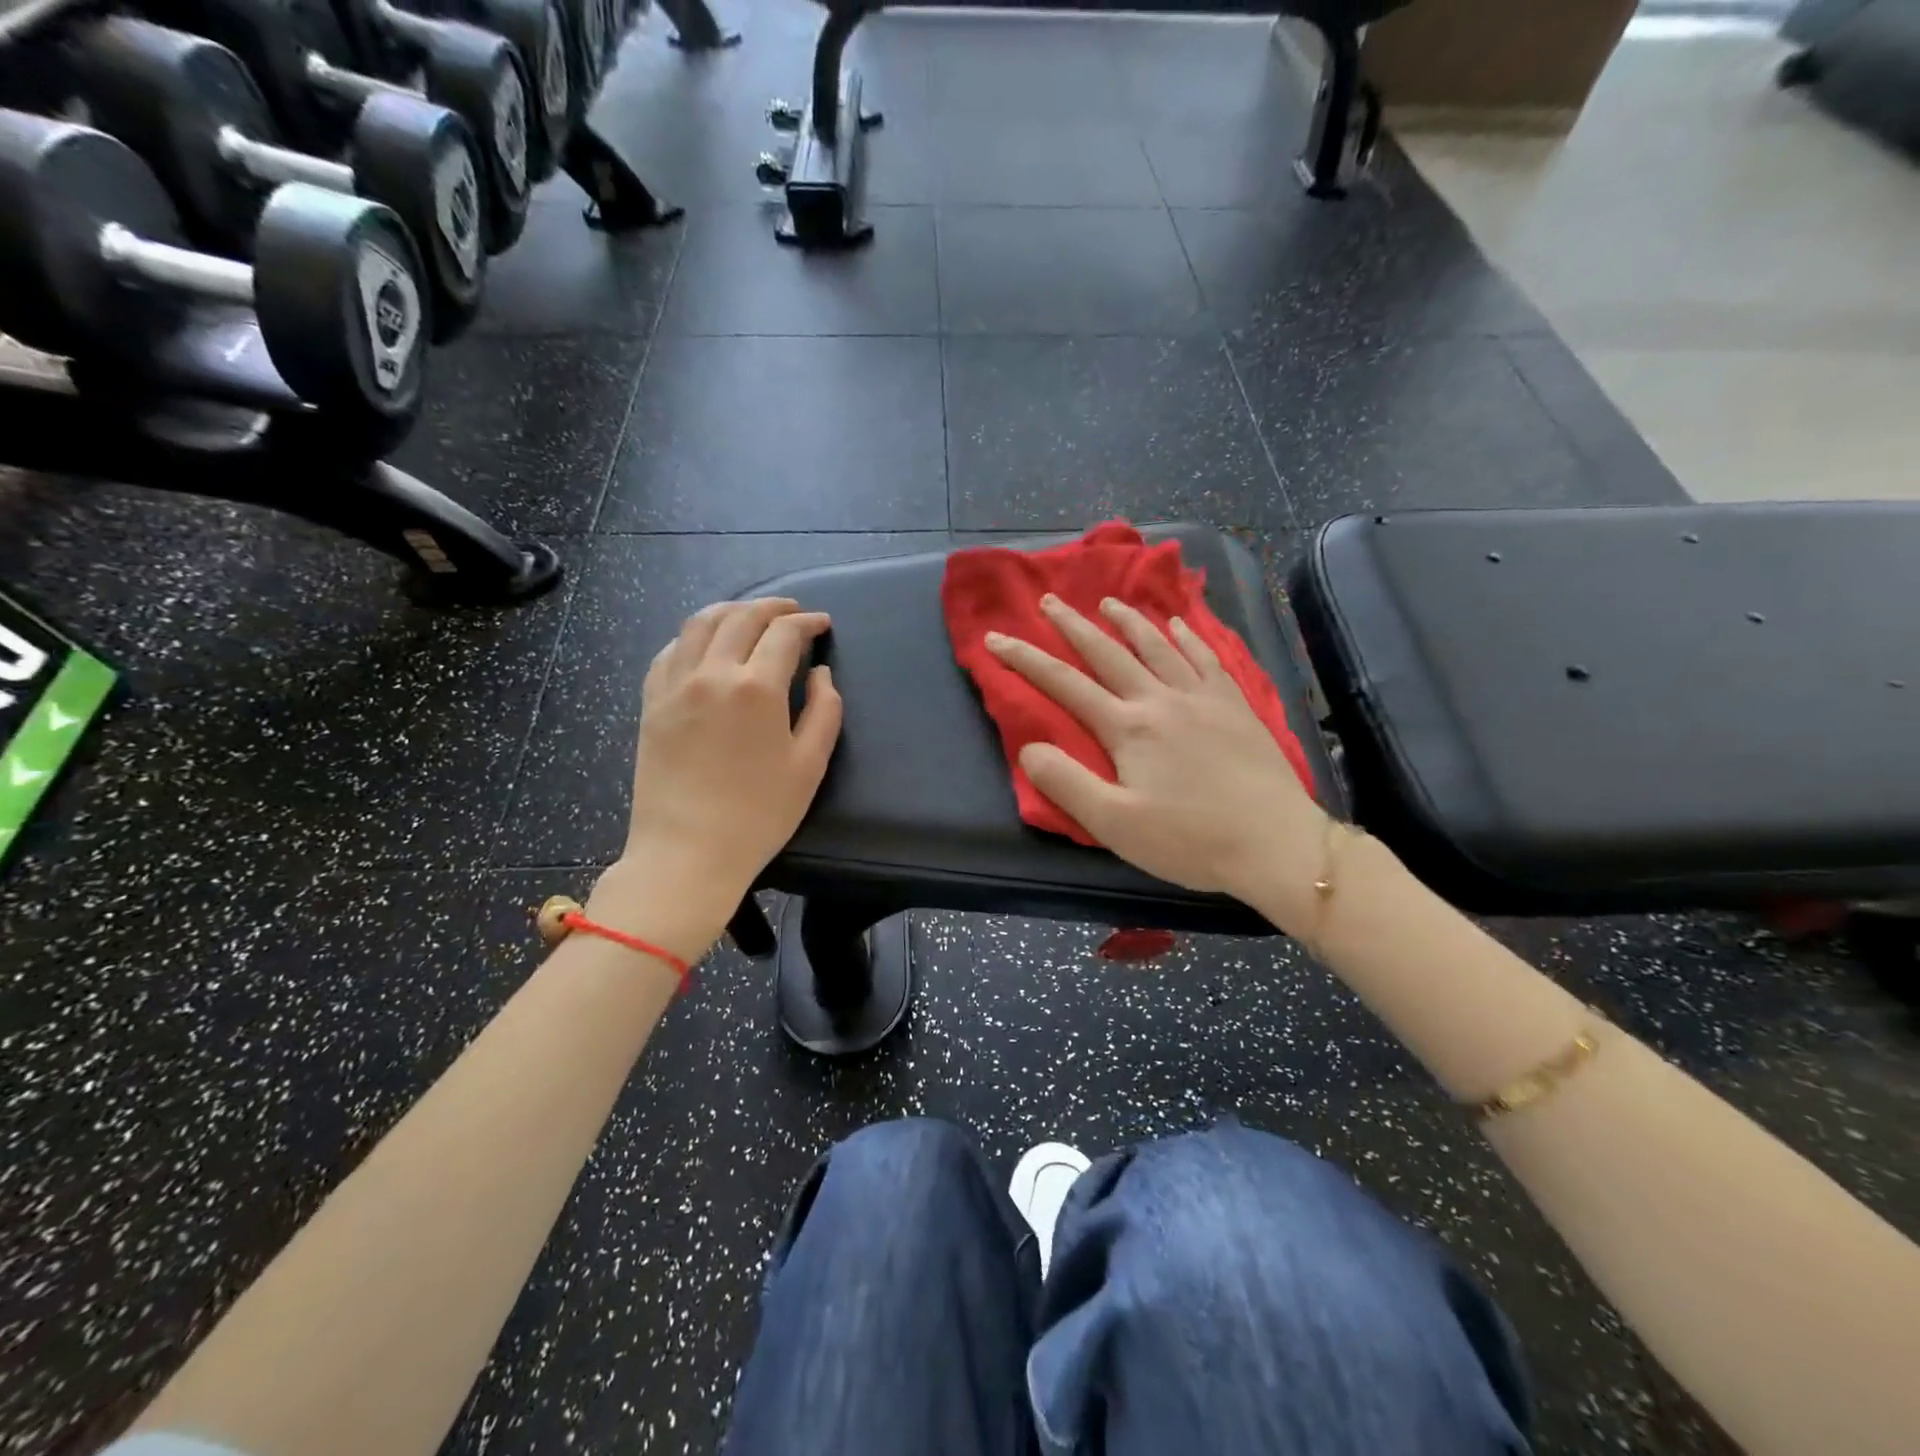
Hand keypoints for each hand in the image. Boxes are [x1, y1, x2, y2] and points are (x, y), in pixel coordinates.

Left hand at [605, 599, 840, 951]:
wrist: (687, 852)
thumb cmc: (759, 814)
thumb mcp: (810, 765)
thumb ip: (824, 710)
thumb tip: (821, 673)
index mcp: (756, 688)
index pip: (784, 633)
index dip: (807, 622)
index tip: (822, 624)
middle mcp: (712, 673)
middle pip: (741, 617)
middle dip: (772, 607)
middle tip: (792, 611)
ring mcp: (675, 685)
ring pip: (699, 624)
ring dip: (730, 610)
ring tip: (749, 615)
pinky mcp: (651, 702)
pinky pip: (669, 651)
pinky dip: (693, 636)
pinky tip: (705, 644)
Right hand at [985, 594, 1326, 917]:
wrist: (1275, 844)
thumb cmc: (1190, 840)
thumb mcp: (1114, 824)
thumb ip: (1066, 783)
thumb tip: (1029, 748)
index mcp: (1128, 727)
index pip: (1064, 684)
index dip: (1025, 660)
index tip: (995, 638)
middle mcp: (1161, 700)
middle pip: (1108, 653)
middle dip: (1073, 626)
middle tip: (1049, 601)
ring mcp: (1203, 698)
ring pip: (1158, 646)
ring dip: (1128, 621)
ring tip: (1108, 602)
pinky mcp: (1236, 706)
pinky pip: (1206, 658)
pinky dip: (1188, 636)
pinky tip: (1179, 624)